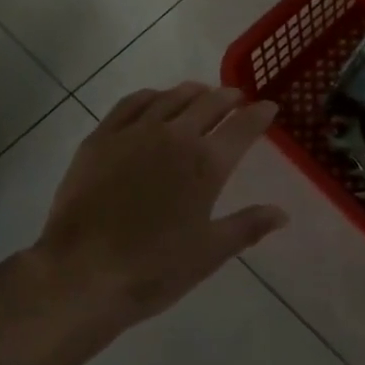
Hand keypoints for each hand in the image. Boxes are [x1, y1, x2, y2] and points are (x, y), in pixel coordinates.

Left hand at [30, 83, 286, 333]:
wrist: (82, 272)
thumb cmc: (153, 269)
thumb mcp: (209, 253)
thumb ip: (248, 226)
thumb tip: (282, 213)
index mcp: (206, 164)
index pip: (243, 127)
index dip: (259, 114)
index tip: (269, 106)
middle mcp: (175, 136)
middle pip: (210, 103)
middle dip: (229, 97)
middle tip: (238, 98)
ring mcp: (136, 131)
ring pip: (172, 97)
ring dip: (193, 91)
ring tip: (203, 94)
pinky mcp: (102, 136)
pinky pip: (132, 102)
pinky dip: (152, 95)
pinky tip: (155, 99)